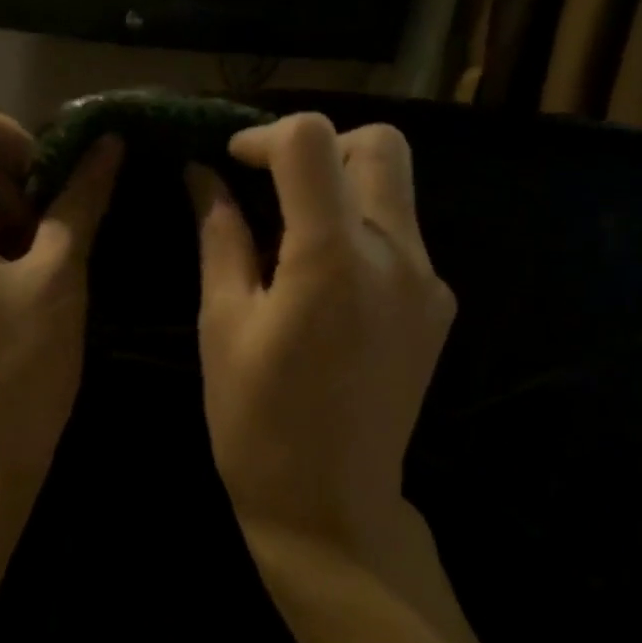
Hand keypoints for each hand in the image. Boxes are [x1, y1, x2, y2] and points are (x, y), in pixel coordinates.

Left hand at [0, 109, 121, 514]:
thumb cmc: (14, 374)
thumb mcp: (58, 279)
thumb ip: (80, 202)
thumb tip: (106, 145)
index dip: (4, 131)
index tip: (51, 169)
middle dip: (18, 188)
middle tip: (66, 232)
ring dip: (12, 223)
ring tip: (55, 270)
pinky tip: (33, 291)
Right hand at [187, 113, 455, 561]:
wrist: (330, 506)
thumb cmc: (256, 422)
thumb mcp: (221, 323)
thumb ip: (219, 237)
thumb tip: (204, 175)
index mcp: (331, 257)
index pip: (312, 140)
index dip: (265, 136)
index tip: (233, 163)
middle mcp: (396, 255)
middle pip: (378, 145)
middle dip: (320, 146)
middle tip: (273, 183)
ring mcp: (427, 281)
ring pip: (395, 188)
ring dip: (342, 186)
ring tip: (292, 231)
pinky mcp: (437, 307)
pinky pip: (402, 236)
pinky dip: (361, 229)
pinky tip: (326, 279)